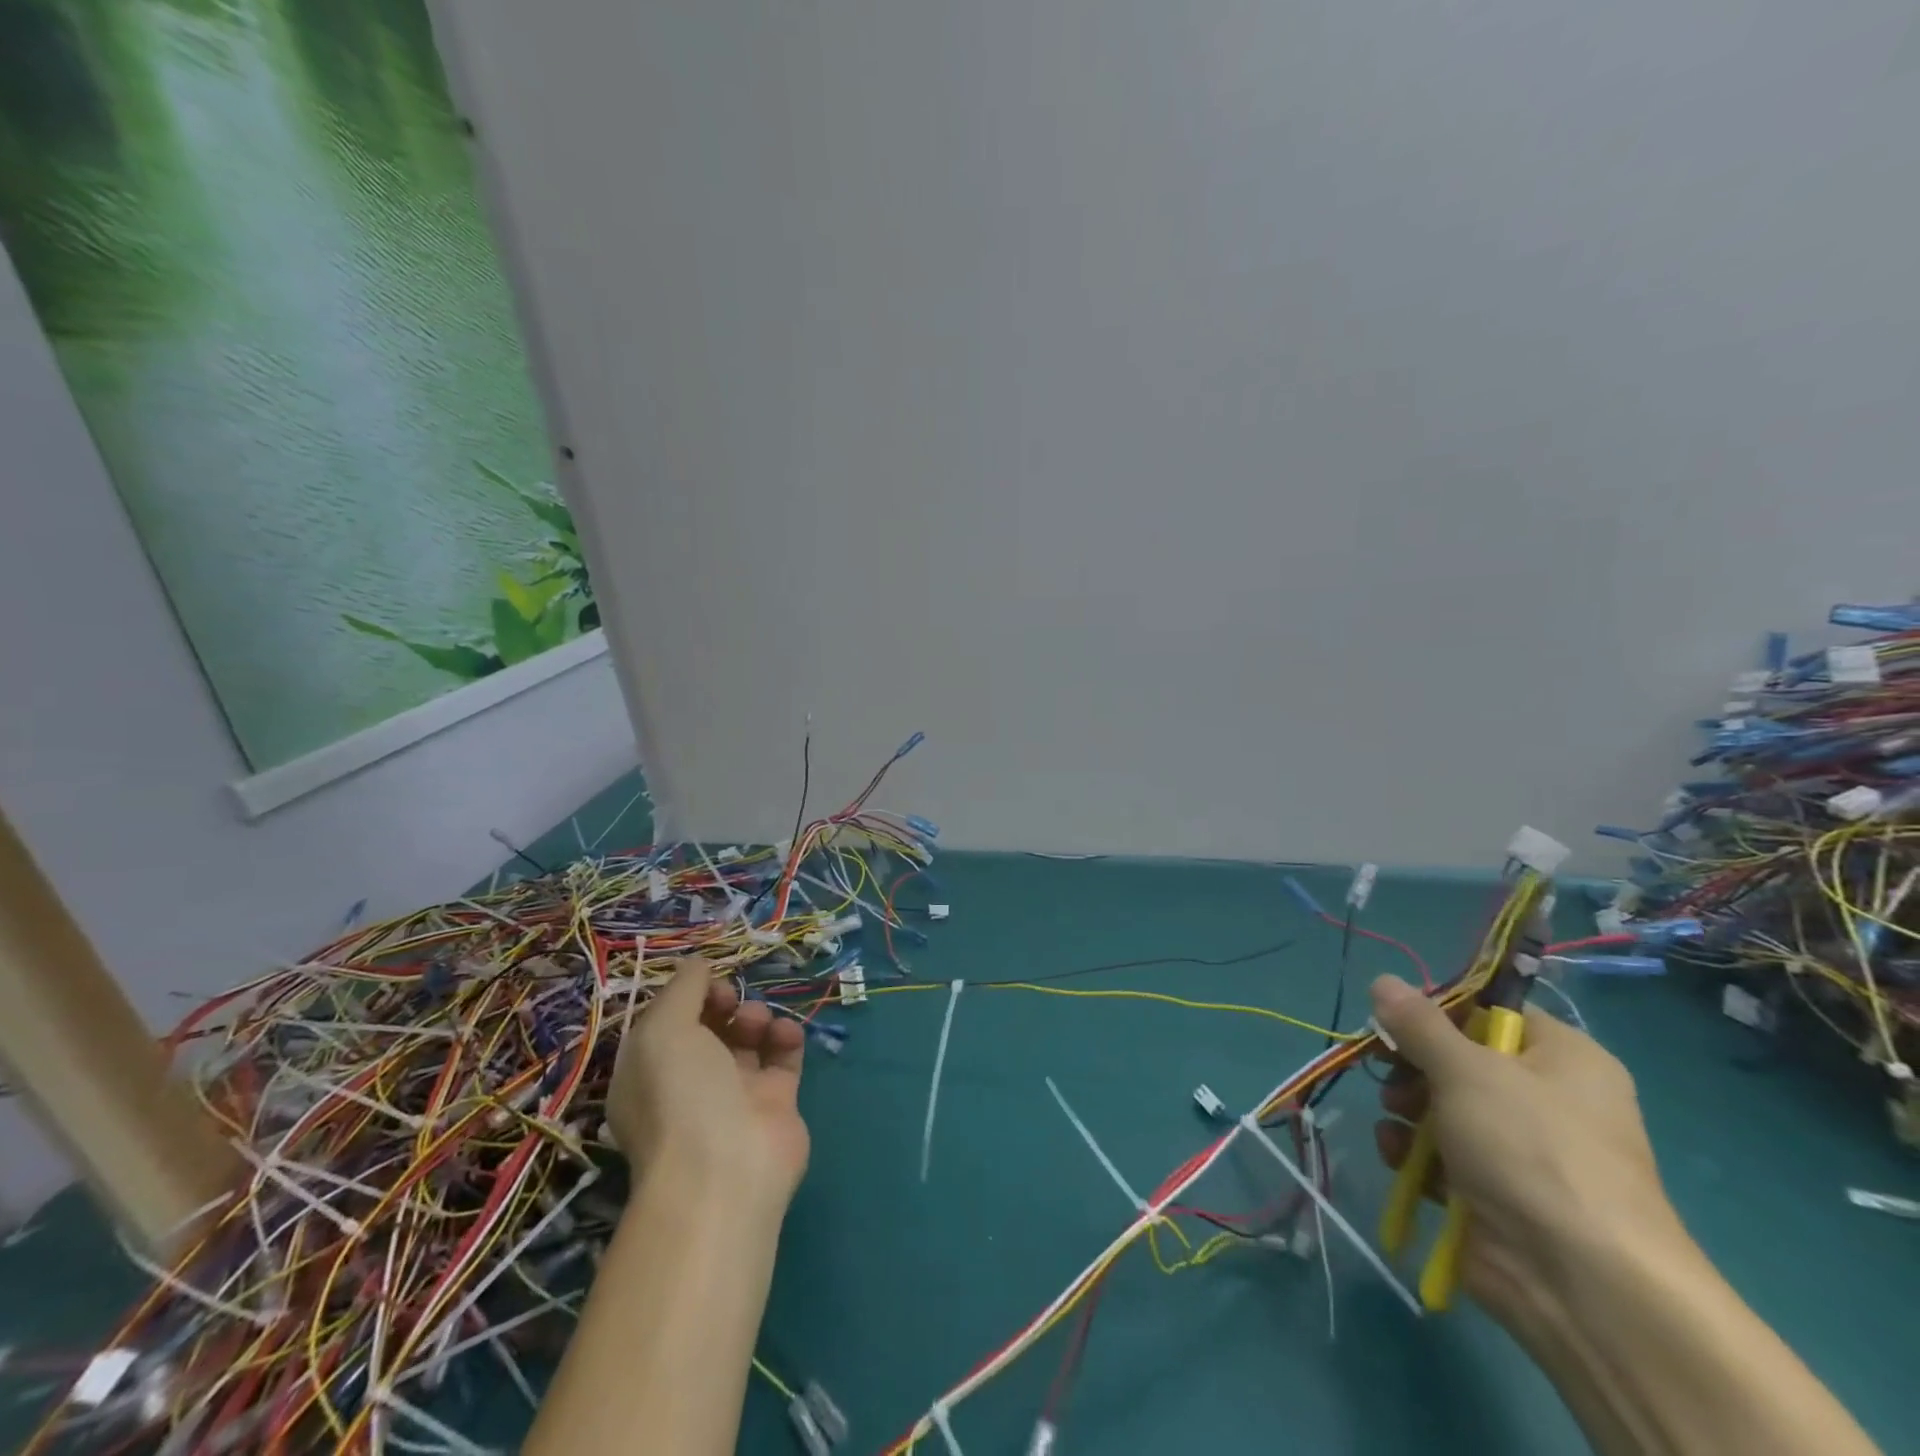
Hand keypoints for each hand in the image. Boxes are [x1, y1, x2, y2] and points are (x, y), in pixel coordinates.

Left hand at [607, 961, 809, 1208]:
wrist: (726, 1168)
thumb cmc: (681, 1093)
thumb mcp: (663, 1028)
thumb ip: (683, 987)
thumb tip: (700, 965)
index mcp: (650, 1069)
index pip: (670, 1018)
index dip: (690, 995)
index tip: (707, 987)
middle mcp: (688, 1080)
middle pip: (710, 1024)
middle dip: (724, 1003)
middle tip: (731, 1003)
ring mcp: (734, 1092)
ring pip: (748, 1036)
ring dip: (755, 1016)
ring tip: (758, 1024)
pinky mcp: (775, 1101)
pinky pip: (782, 1054)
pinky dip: (786, 1036)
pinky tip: (785, 1033)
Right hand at [1367, 975, 1686, 1330]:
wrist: (1580, 1283)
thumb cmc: (1532, 1149)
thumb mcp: (1466, 1069)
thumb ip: (1418, 1023)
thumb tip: (1383, 980)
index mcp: (1564, 1058)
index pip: (1491, 1011)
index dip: (1438, 1010)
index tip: (1395, 1017)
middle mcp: (1547, 1099)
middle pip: (1458, 1059)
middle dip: (1413, 1065)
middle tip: (1388, 1070)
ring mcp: (1520, 1151)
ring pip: (1442, 1107)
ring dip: (1406, 1107)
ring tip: (1395, 1118)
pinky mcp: (1493, 1193)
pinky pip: (1440, 1156)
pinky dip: (1413, 1152)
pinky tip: (1397, 1155)